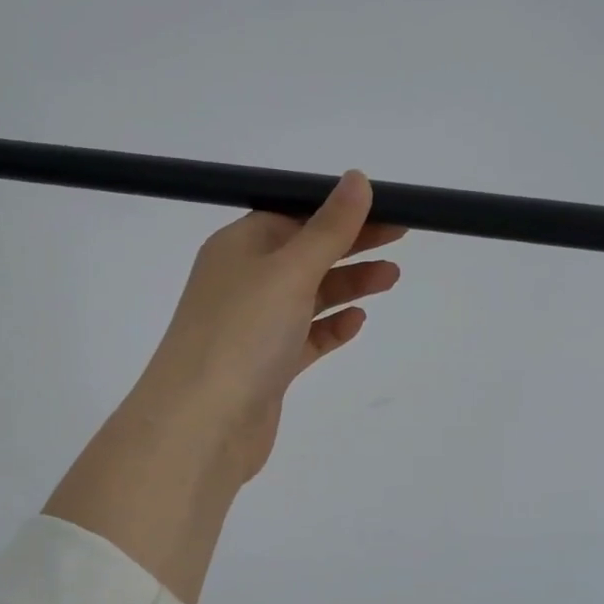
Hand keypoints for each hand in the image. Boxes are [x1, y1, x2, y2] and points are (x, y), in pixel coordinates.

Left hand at [133, 172, 404, 483]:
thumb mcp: (289, 270)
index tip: (383, 209)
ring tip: (391, 278)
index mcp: (238, 247)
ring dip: (348, 285)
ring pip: (308, 297)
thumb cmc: (243, 333)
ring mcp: (254, 327)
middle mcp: (243, 282)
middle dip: (351, 245)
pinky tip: (357, 323)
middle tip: (400, 238)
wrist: (203, 425)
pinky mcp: (267, 367)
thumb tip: (357, 179)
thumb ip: (329, 228)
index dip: (337, 211)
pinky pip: (305, 338)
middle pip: (304, 254)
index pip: (292, 215)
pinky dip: (331, 328)